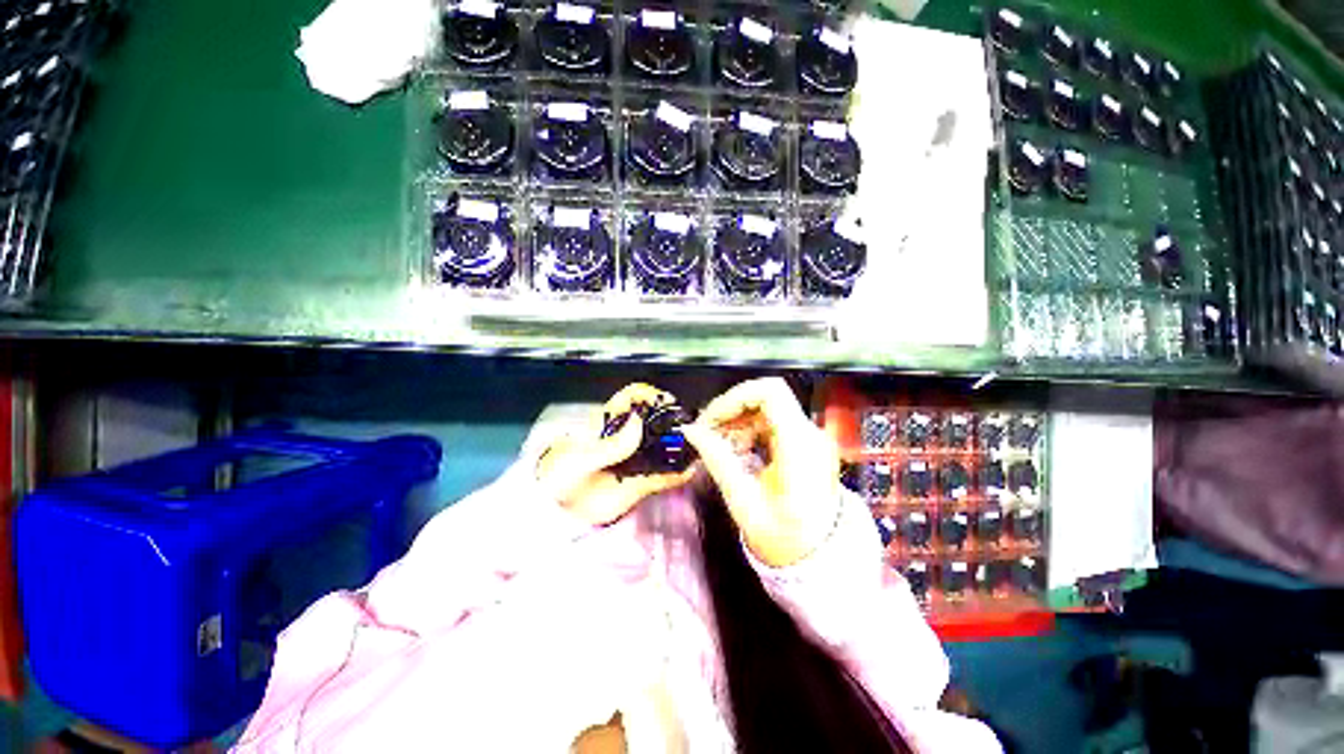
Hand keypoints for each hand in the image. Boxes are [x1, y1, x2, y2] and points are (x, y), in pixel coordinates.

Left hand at [536, 383, 693, 525]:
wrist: (555, 514)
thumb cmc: (560, 477)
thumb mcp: (581, 458)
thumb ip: (609, 445)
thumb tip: (638, 422)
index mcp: (608, 425)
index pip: (631, 398)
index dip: (648, 395)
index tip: (665, 402)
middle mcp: (625, 439)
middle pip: (652, 420)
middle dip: (670, 419)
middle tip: (685, 425)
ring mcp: (635, 461)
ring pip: (661, 447)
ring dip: (677, 445)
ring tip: (693, 446)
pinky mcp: (639, 484)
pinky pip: (662, 477)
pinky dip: (677, 474)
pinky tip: (689, 472)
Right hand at [681, 378, 841, 566]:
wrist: (823, 560)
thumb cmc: (785, 539)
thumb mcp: (744, 502)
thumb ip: (717, 460)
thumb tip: (691, 431)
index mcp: (800, 445)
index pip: (770, 392)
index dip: (735, 398)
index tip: (712, 419)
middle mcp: (809, 433)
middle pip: (766, 396)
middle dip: (731, 409)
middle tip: (709, 433)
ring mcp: (810, 437)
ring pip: (767, 407)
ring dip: (738, 420)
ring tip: (720, 446)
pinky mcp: (805, 444)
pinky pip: (773, 422)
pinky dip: (750, 429)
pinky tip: (737, 450)